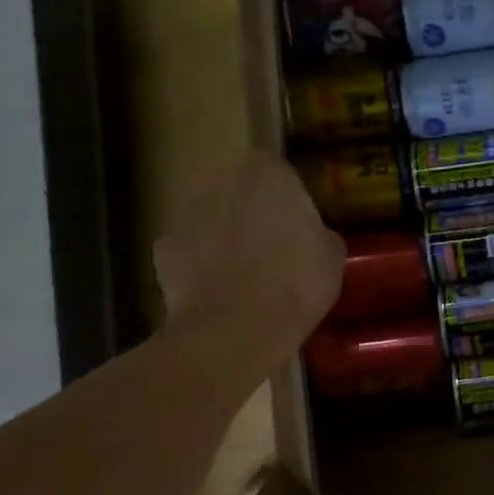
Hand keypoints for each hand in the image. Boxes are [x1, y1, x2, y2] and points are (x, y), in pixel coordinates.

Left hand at [154, 151, 343, 372]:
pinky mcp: (163, 246)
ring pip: (208, 214)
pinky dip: (196, 262)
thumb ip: (317, 232)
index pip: (274, 166)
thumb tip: (311, 235)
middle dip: (247, 206)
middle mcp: (222, 180)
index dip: (282, 191)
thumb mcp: (331, 257)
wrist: (235, 328)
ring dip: (219, 231)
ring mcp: (186, 211)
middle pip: (236, 186)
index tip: (292, 215)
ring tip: (238, 269)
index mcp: (268, 174)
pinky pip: (186, 247)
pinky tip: (213, 288)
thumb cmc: (295, 284)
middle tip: (267, 242)